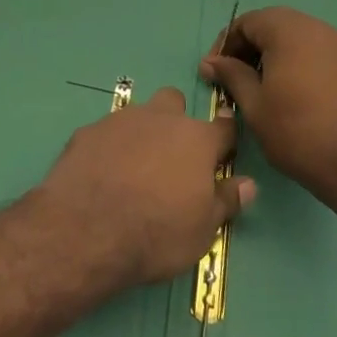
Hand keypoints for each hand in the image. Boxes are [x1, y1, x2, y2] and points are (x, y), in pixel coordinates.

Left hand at [37, 87, 255, 287]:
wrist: (87, 229)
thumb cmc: (157, 233)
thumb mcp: (203, 231)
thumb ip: (226, 202)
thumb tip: (249, 184)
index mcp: (196, 140)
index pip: (223, 127)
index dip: (225, 135)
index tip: (224, 145)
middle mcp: (161, 119)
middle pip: (174, 103)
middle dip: (175, 122)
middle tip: (171, 158)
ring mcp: (121, 120)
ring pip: (138, 115)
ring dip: (141, 134)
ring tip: (133, 170)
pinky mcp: (88, 131)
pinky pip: (105, 134)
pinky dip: (108, 149)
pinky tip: (102, 175)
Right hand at [201, 7, 336, 201]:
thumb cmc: (294, 131)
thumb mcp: (253, 104)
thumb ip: (231, 75)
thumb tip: (209, 62)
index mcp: (287, 30)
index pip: (247, 22)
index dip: (226, 44)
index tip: (215, 71)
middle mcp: (314, 26)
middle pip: (271, 24)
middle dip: (249, 46)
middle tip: (235, 76)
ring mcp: (336, 43)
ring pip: (294, 35)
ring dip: (273, 52)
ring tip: (261, 83)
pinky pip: (314, 49)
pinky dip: (296, 59)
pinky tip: (290, 88)